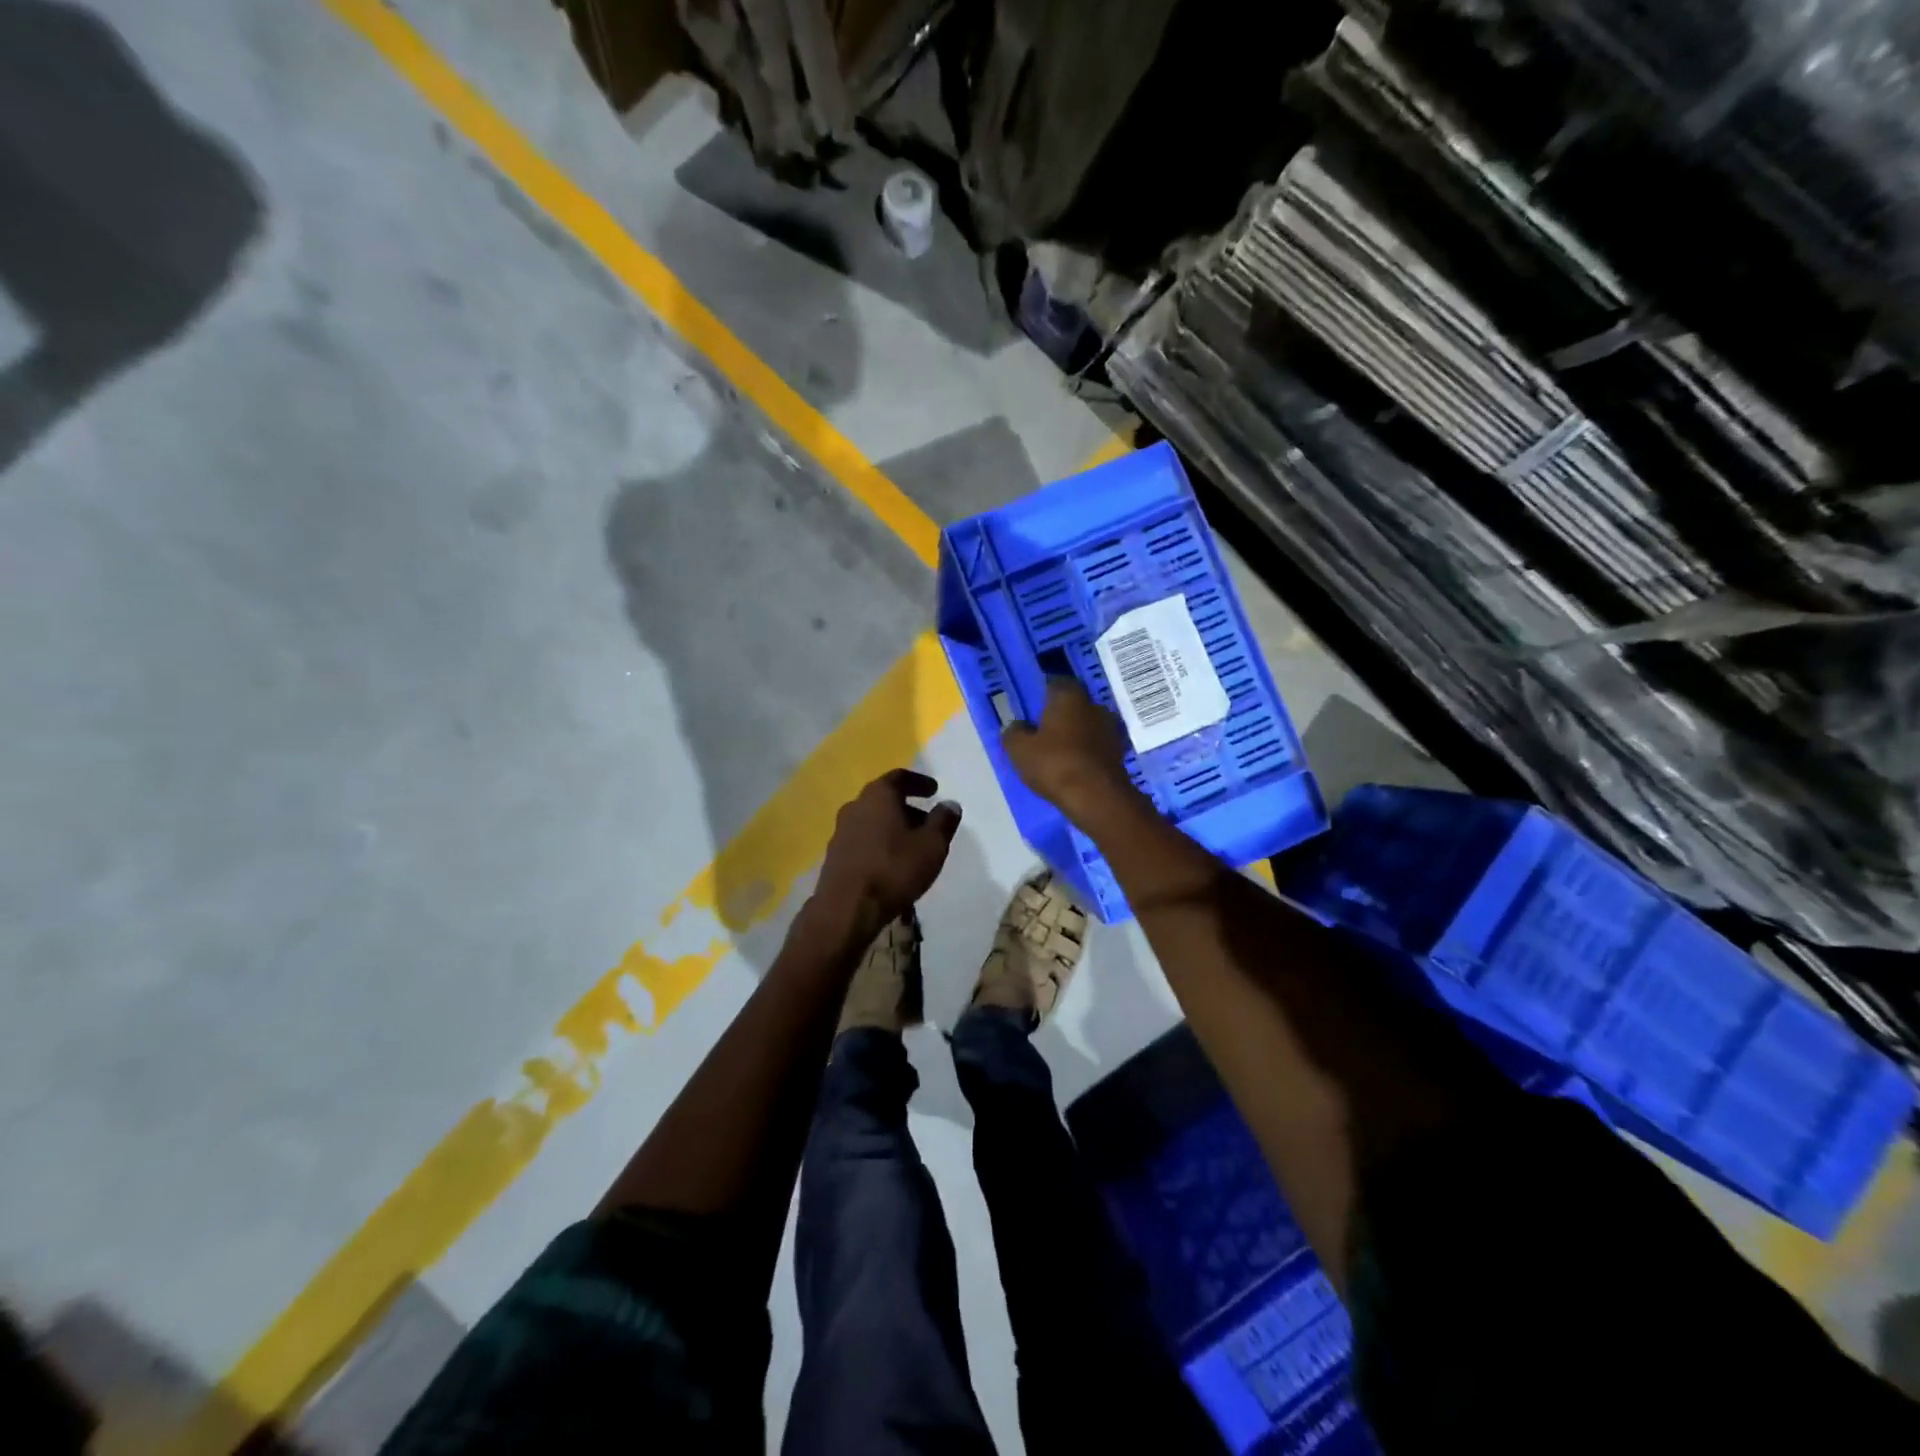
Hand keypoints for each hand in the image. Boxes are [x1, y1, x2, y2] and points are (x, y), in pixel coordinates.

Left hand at [812, 770, 961, 941]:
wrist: (847, 909)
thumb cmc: (894, 869)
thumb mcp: (931, 845)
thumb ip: (943, 821)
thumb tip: (950, 804)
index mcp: (878, 795)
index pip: (899, 777)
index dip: (919, 782)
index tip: (934, 790)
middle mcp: (855, 806)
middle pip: (884, 798)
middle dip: (908, 807)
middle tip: (928, 822)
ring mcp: (841, 831)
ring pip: (872, 820)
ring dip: (893, 827)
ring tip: (912, 845)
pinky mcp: (834, 855)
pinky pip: (863, 839)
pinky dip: (879, 842)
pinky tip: (891, 863)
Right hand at [1001, 677, 1142, 824]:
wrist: (1096, 796)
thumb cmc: (1054, 764)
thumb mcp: (1019, 749)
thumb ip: (1014, 732)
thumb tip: (1016, 726)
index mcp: (1068, 696)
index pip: (1055, 682)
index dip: (1043, 692)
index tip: (1033, 705)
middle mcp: (1093, 705)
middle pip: (1074, 703)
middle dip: (1060, 713)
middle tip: (1043, 728)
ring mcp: (1111, 727)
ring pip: (1087, 724)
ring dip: (1076, 732)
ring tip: (1059, 749)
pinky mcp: (1120, 751)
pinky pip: (1097, 744)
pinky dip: (1087, 750)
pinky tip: (1075, 763)